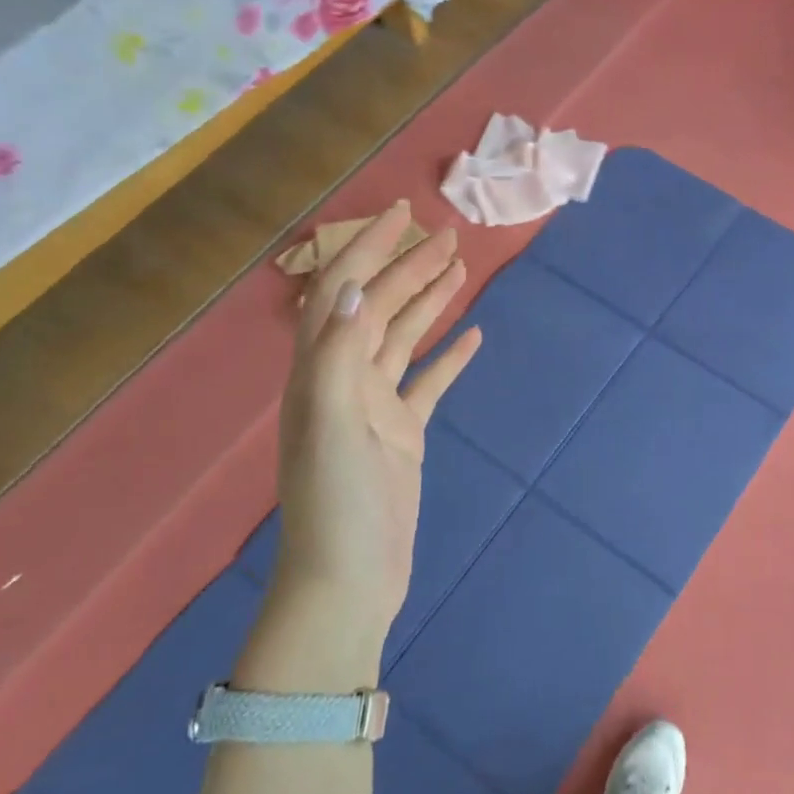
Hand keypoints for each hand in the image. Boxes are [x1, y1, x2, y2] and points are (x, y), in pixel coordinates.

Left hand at [275, 202, 482, 646]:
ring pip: (406, 338)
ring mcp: (376, 406)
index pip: (343, 290)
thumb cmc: (335, 501)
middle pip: (380, 307)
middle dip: (410, 267)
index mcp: (320, 369)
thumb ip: (336, 352)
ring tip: (461, 269)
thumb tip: (348, 286)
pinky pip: (428, 382)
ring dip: (430, 302)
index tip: (403, 215)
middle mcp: (344, 378)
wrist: (349, 579)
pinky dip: (449, 357)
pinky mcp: (404, 433)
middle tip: (450, 235)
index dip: (369, 248)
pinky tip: (473, 336)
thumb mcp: (330, 422)